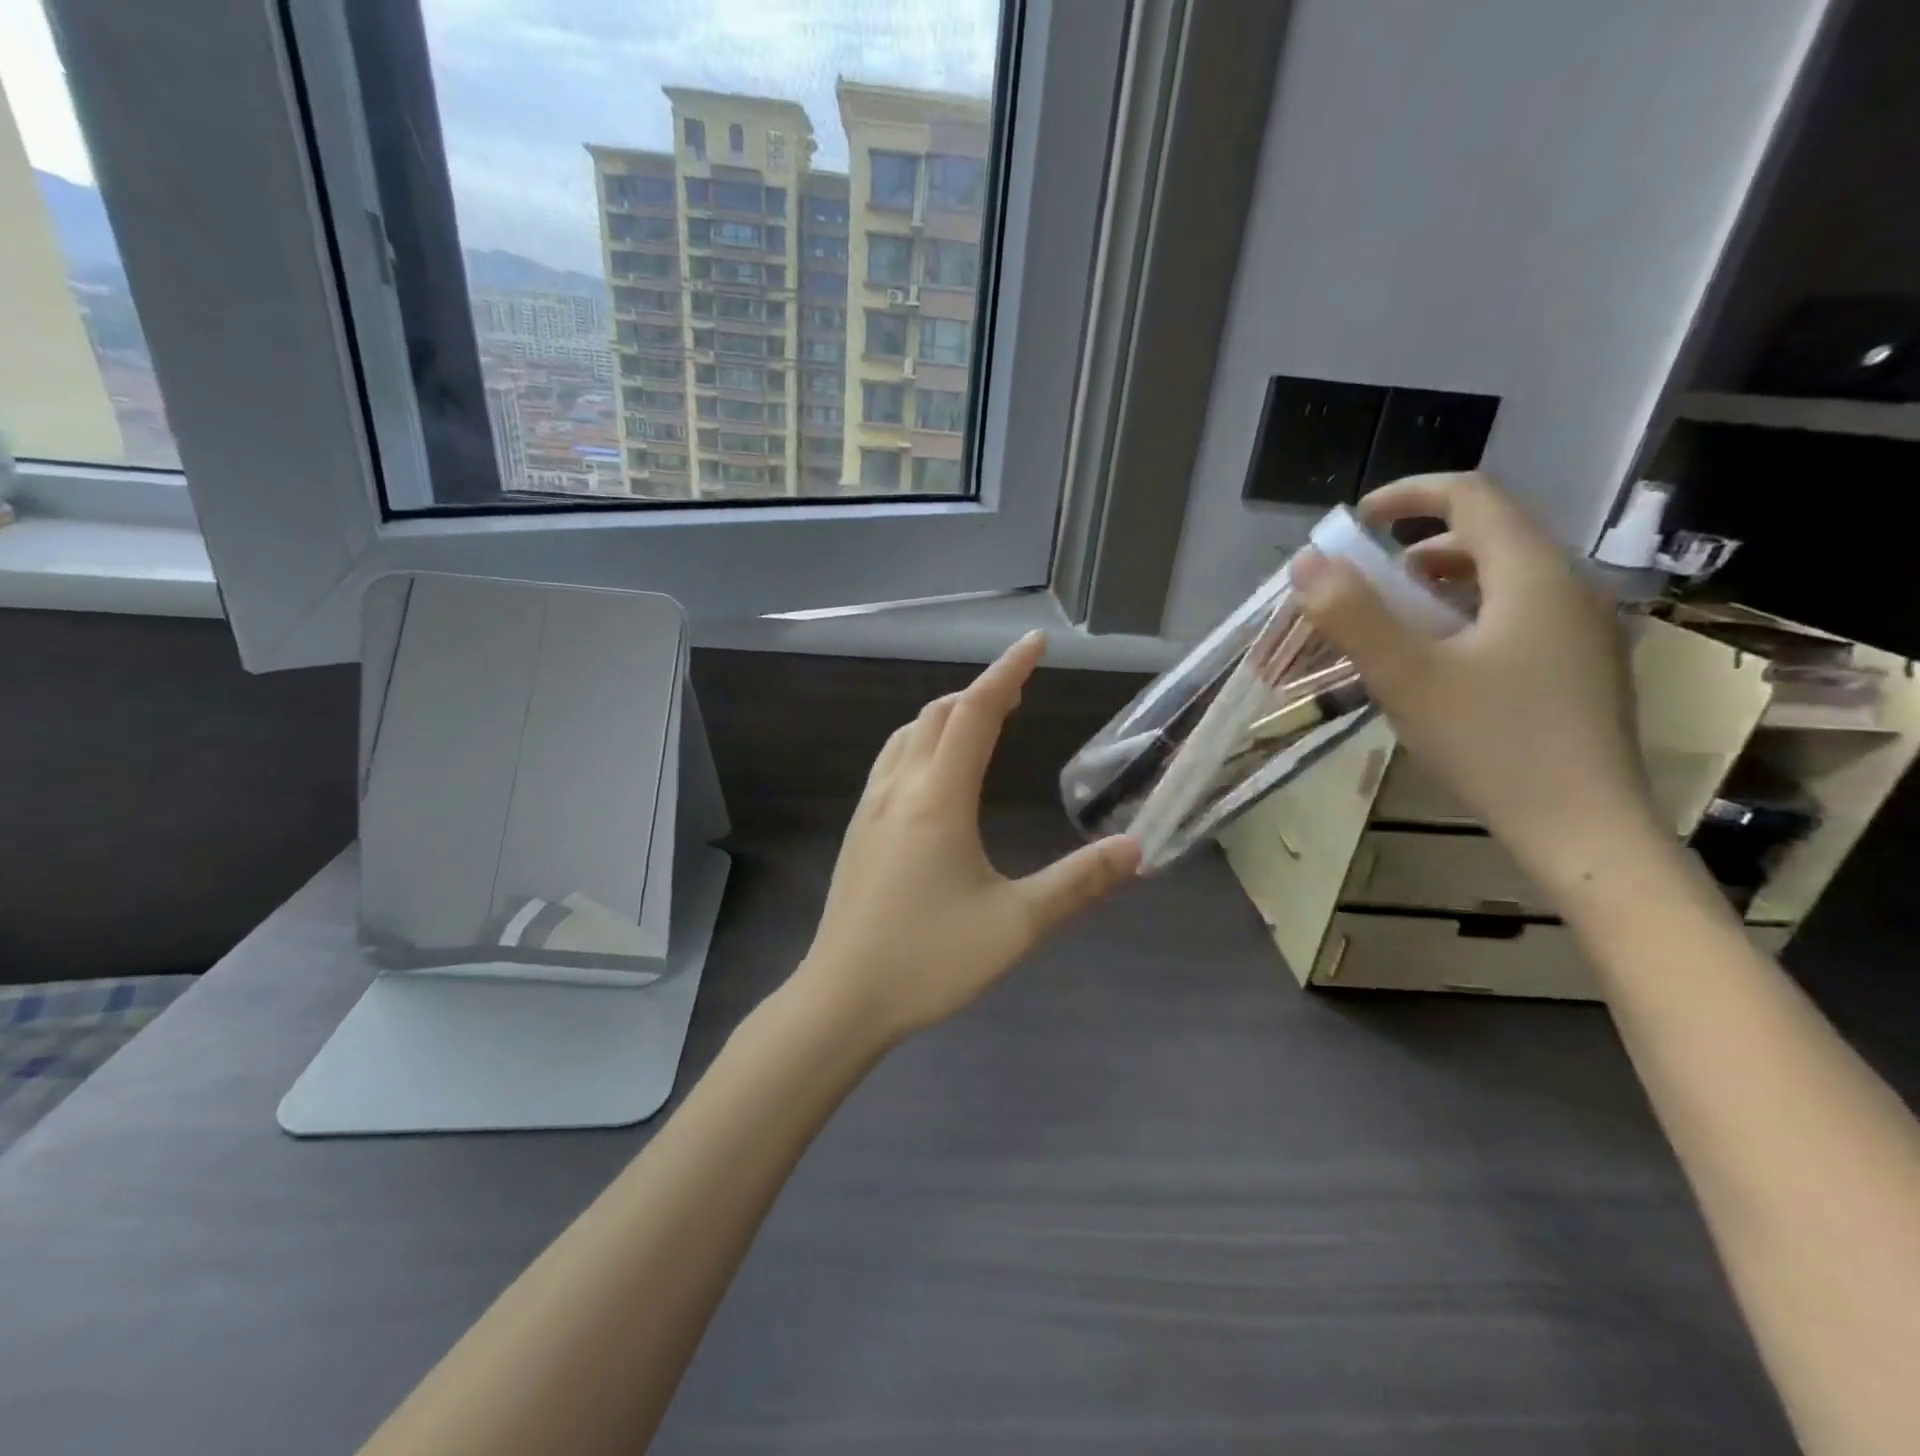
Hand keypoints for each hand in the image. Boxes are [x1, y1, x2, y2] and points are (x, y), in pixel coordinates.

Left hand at [792, 632, 1139, 1046]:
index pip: (975, 712)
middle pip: (938, 714)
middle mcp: (900, 788)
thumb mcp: (1016, 926)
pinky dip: (922, 740)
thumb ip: (1078, 883)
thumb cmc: (929, 960)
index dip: (1007, 672)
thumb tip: (1135, 849)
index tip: (1035, 643)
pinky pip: (892, 760)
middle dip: (980, 692)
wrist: (842, 998)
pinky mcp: (859, 829)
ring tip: (984, 722)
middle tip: (1021, 693)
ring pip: (908, 734)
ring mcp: (871, 807)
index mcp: (938, 798)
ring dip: (947, 715)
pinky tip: (937, 770)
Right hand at [1291, 472, 1658, 884]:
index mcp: (1533, 575)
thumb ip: (1353, 614)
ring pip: (1503, 578)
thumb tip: (1305, 562)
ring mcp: (1581, 629)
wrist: (1584, 829)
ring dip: (1440, 585)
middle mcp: (1568, 587)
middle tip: (1366, 585)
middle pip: (1488, 536)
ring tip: (1393, 625)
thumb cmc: (1492, 743)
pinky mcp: (1580, 666)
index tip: (1356, 523)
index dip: (1409, 495)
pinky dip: (1465, 616)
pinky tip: (1438, 664)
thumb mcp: (1407, 676)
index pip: (1472, 497)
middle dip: (1417, 547)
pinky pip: (1516, 614)